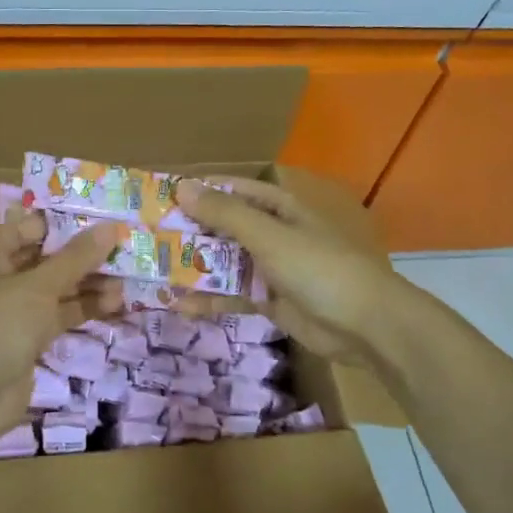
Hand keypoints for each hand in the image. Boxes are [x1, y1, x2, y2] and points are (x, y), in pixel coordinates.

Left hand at [0, 209, 123, 419]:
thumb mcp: (39, 286)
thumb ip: (76, 257)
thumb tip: (112, 227)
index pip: (27, 227)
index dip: (63, 223)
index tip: (101, 221)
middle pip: (46, 258)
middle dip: (83, 255)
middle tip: (123, 249)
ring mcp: (14, 311)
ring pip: (57, 289)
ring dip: (89, 284)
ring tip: (127, 280)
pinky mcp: (28, 339)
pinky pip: (60, 316)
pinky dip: (84, 309)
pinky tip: (116, 304)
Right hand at [175, 177, 409, 365]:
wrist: (364, 324)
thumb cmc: (318, 267)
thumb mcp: (269, 236)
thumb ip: (225, 214)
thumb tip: (182, 188)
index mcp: (279, 207)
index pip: (233, 190)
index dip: (200, 190)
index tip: (162, 196)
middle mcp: (273, 233)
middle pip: (224, 227)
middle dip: (190, 231)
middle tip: (148, 237)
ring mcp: (271, 268)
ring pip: (225, 262)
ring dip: (195, 267)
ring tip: (155, 271)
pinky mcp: (269, 300)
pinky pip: (233, 294)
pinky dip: (210, 299)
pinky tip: (180, 306)